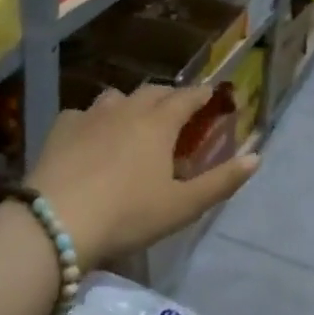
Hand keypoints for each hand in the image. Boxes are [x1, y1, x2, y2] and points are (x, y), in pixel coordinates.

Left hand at [28, 84, 259, 271]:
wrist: (56, 222)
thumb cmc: (128, 215)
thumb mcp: (182, 206)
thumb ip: (221, 181)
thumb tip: (256, 157)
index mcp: (159, 124)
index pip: (187, 98)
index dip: (202, 94)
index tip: (212, 94)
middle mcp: (126, 109)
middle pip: (153, 91)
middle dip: (170, 96)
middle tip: (178, 109)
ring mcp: (90, 116)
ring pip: (116, 97)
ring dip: (131, 103)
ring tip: (134, 120)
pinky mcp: (60, 129)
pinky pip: (83, 114)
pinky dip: (94, 120)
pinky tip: (91, 136)